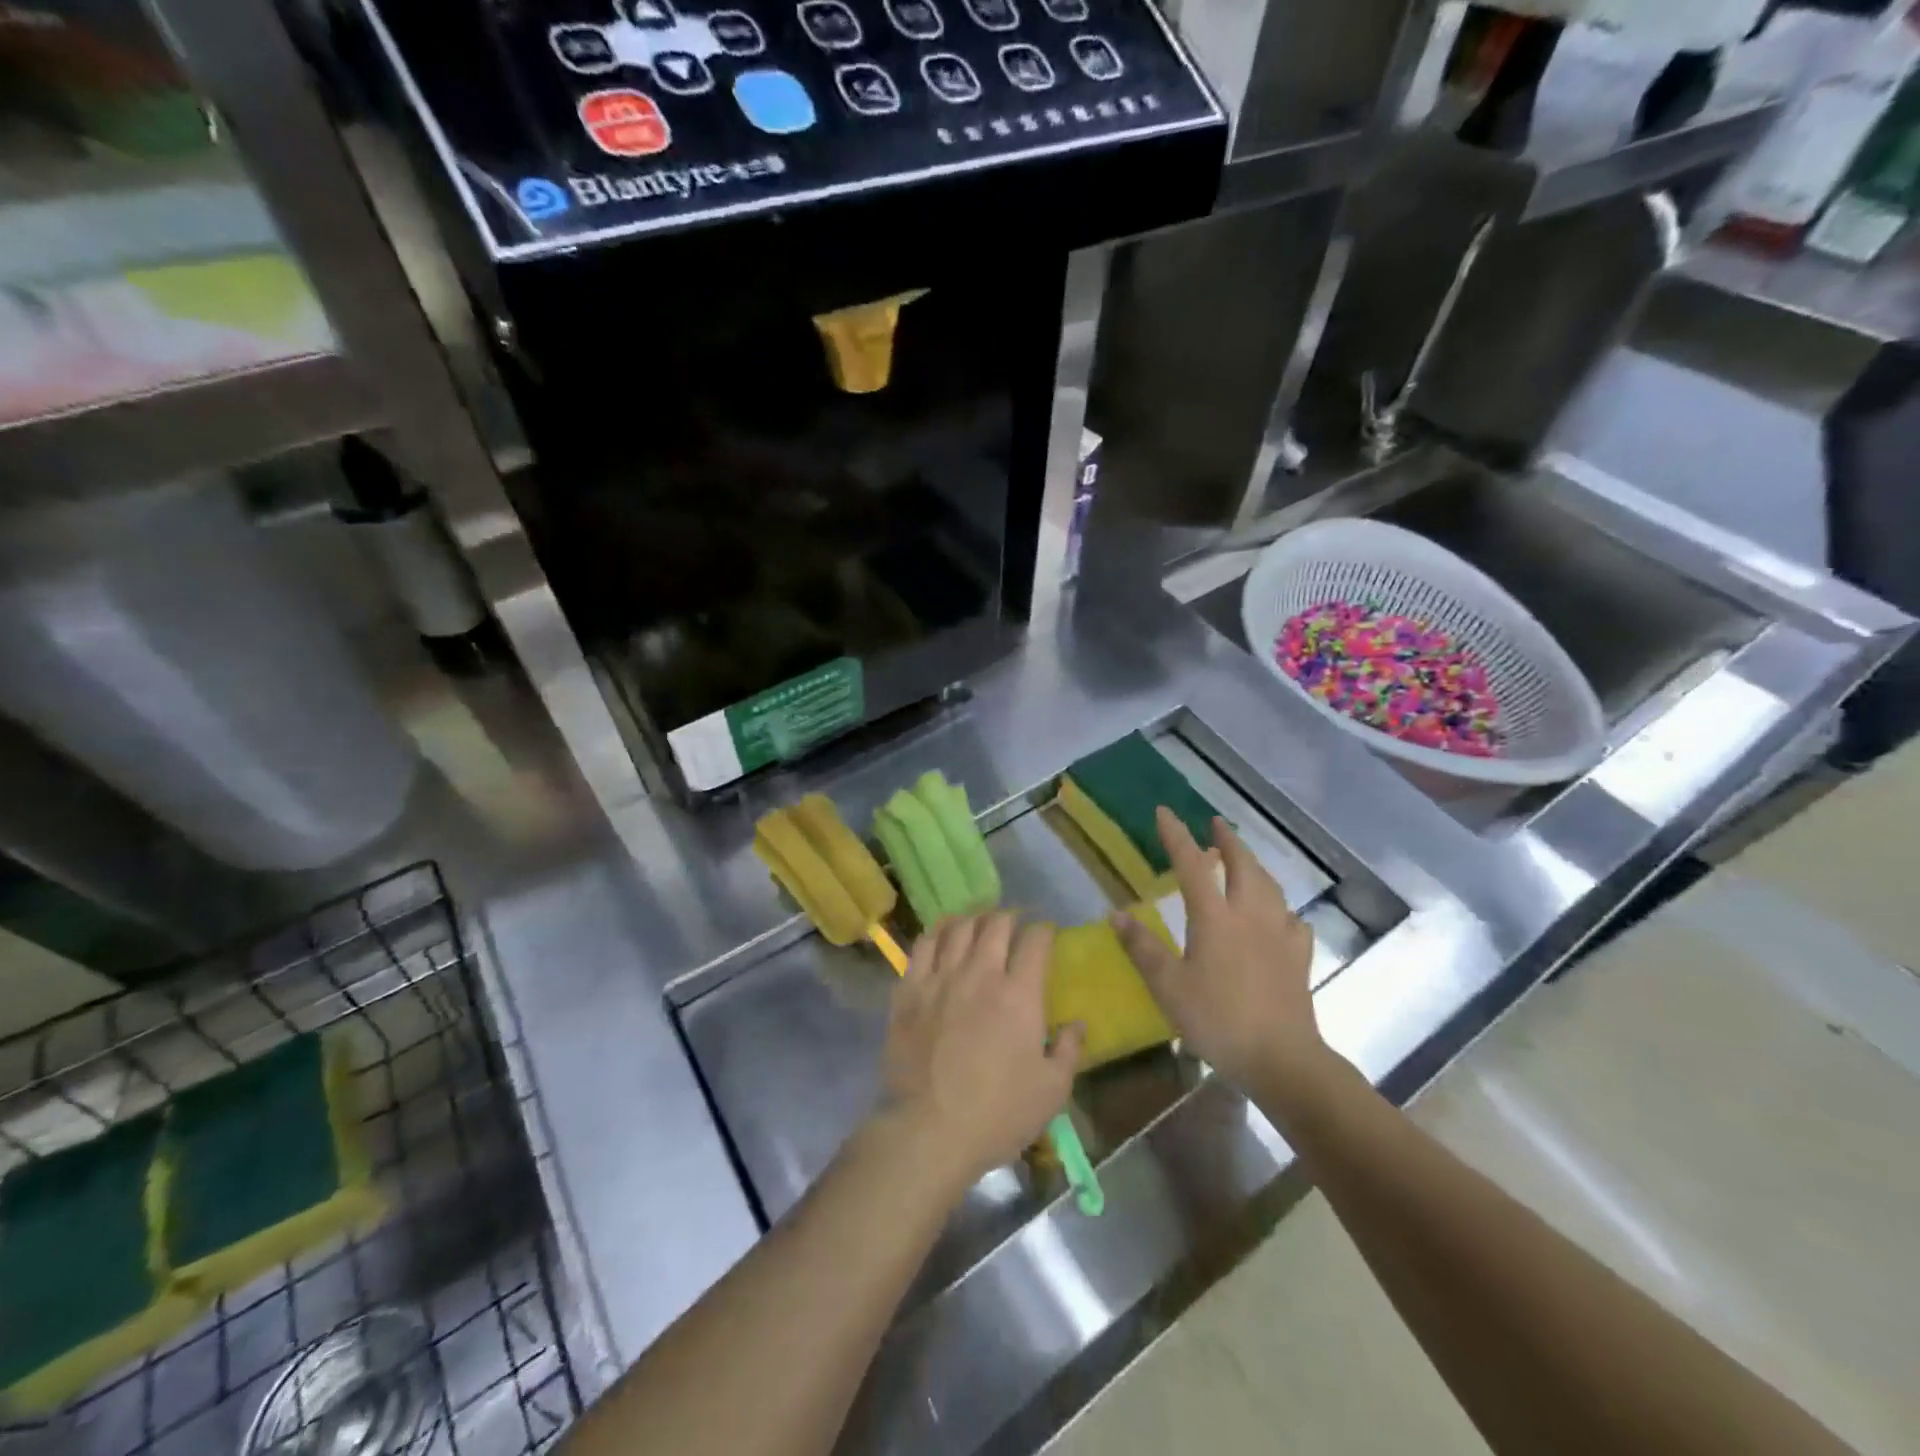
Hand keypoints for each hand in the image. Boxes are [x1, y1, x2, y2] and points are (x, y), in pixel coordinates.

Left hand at [880, 913, 1084, 1188]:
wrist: (928, 1130)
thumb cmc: (997, 1114)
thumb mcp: (1051, 1091)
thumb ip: (1068, 1050)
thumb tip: (1077, 1023)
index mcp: (1019, 994)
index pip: (1035, 941)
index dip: (1044, 931)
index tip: (1047, 934)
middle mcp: (980, 974)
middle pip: (996, 924)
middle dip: (1010, 918)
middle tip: (1014, 925)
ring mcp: (940, 978)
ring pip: (958, 928)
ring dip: (974, 919)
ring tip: (979, 923)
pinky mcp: (909, 990)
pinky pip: (923, 945)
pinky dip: (938, 932)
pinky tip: (943, 934)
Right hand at [1113, 808, 1326, 1099]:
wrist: (1283, 1059)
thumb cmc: (1218, 1020)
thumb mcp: (1169, 987)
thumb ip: (1143, 948)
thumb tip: (1116, 914)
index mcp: (1215, 918)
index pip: (1192, 866)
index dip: (1177, 837)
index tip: (1165, 811)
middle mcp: (1250, 916)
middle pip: (1242, 866)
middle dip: (1227, 841)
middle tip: (1215, 825)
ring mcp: (1280, 935)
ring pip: (1270, 887)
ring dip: (1254, 865)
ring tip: (1244, 860)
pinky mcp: (1298, 958)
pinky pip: (1293, 920)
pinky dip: (1282, 908)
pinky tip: (1281, 916)